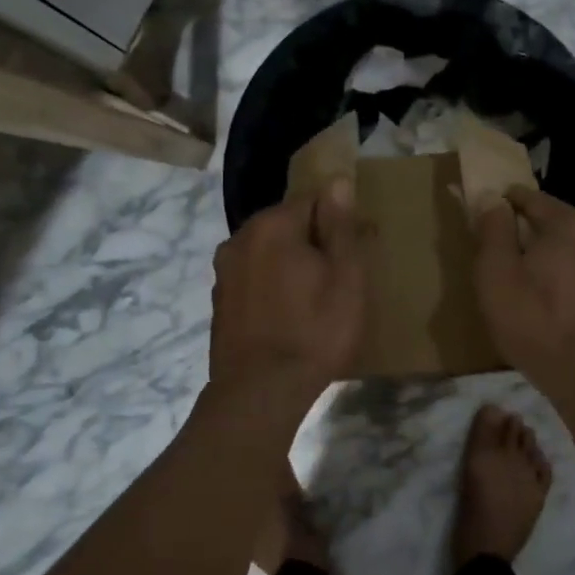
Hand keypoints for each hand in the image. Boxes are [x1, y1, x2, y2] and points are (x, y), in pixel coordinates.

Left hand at [209, 177, 365, 407]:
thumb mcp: (346, 277)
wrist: (260, 393)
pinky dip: (272, 287)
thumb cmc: (315, 331)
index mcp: (272, 225)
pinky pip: (254, 278)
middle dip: (314, 242)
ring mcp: (225, 271)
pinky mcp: (219, 300)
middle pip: (288, 225)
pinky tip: (288, 316)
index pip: (313, 200)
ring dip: (291, 265)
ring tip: (315, 300)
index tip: (355, 253)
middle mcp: (240, 238)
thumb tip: (337, 181)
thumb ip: (340, 226)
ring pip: (269, 253)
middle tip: (339, 280)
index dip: (339, 223)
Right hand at [473, 186, 574, 397]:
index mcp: (572, 223)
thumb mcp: (496, 274)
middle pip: (553, 223)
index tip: (484, 219)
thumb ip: (493, 229)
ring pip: (572, 250)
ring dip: (549, 259)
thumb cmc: (536, 323)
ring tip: (526, 286)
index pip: (529, 198)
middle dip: (526, 234)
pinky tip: (552, 305)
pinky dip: (567, 279)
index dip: (502, 205)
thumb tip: (493, 198)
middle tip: (500, 258)